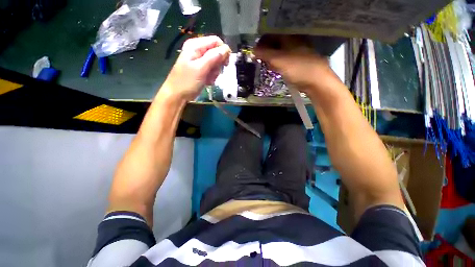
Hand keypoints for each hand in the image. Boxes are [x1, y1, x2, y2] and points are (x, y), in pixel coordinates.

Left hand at [161, 36, 230, 101]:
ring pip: (215, 62)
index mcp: (195, 45)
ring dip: (215, 72)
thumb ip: (213, 57)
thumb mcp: (201, 69)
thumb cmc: (187, 82)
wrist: (177, 95)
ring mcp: (199, 60)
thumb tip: (227, 49)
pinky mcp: (200, 69)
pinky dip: (211, 76)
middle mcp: (198, 50)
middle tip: (213, 74)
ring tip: (208, 79)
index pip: (216, 41)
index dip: (223, 51)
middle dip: (218, 64)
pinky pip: (211, 70)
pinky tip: (207, 81)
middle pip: (216, 52)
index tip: (225, 64)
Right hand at [254, 35, 338, 94]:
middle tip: (262, 62)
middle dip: (266, 53)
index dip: (261, 43)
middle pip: (275, 44)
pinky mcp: (298, 62)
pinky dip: (278, 65)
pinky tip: (277, 71)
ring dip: (272, 60)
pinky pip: (284, 61)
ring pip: (279, 53)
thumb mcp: (279, 60)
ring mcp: (296, 52)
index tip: (255, 53)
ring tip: (270, 68)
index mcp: (289, 37)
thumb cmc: (297, 68)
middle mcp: (293, 42)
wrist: (316, 81)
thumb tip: (252, 51)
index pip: (271, 35)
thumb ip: (265, 54)